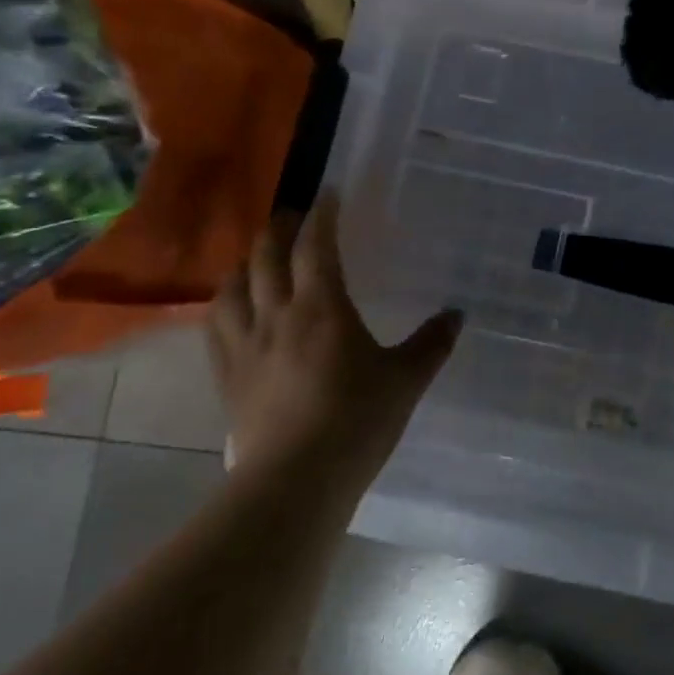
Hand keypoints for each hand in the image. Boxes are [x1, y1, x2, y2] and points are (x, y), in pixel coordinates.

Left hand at [209, 195, 462, 491]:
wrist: (296, 480)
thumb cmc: (357, 421)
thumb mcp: (406, 380)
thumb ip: (431, 343)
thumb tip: (457, 314)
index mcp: (323, 308)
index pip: (316, 247)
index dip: (323, 216)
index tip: (329, 194)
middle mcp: (278, 315)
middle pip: (267, 257)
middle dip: (280, 229)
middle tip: (293, 215)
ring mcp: (246, 345)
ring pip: (234, 287)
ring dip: (246, 262)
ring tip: (258, 256)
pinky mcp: (228, 376)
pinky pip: (217, 326)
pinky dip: (224, 303)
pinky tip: (231, 306)